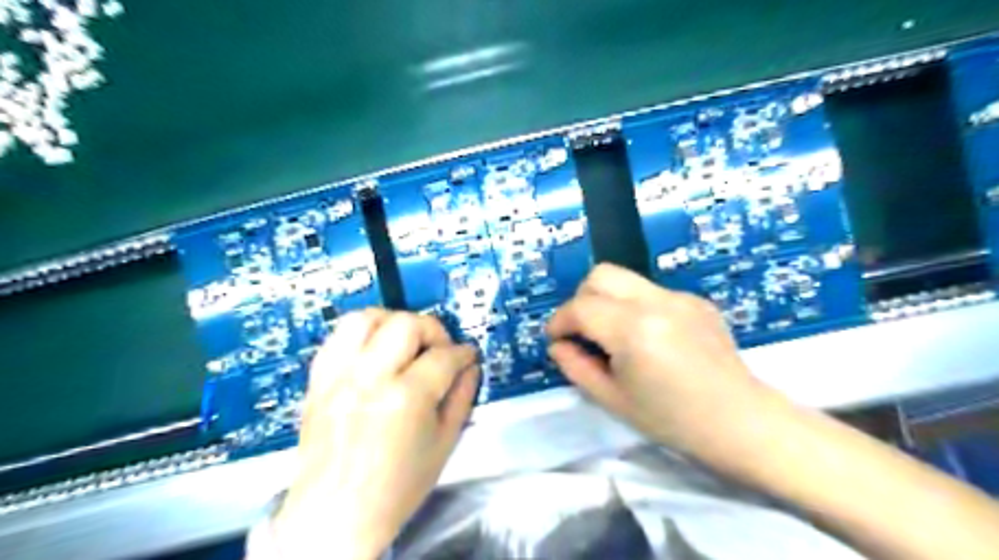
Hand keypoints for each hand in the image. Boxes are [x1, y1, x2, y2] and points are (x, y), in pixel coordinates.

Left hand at [272, 310, 476, 559]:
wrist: (335, 517)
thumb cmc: (396, 488)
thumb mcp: (444, 444)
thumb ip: (462, 397)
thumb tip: (470, 367)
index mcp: (406, 398)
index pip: (444, 356)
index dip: (463, 353)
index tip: (468, 356)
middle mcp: (369, 378)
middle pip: (406, 324)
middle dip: (432, 330)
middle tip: (439, 350)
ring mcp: (338, 376)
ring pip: (366, 318)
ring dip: (393, 323)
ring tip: (405, 343)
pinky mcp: (318, 381)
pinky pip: (337, 337)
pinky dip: (362, 335)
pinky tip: (375, 352)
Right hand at [546, 265, 779, 461]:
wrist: (741, 422)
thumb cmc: (672, 420)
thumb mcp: (612, 400)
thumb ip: (575, 367)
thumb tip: (558, 344)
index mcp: (634, 330)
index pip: (580, 307)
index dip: (559, 321)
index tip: (556, 340)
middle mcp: (656, 301)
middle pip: (601, 275)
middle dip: (581, 299)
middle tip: (583, 332)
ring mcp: (679, 296)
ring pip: (625, 279)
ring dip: (607, 300)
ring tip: (614, 335)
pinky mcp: (695, 300)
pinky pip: (650, 291)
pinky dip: (635, 307)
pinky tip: (649, 338)